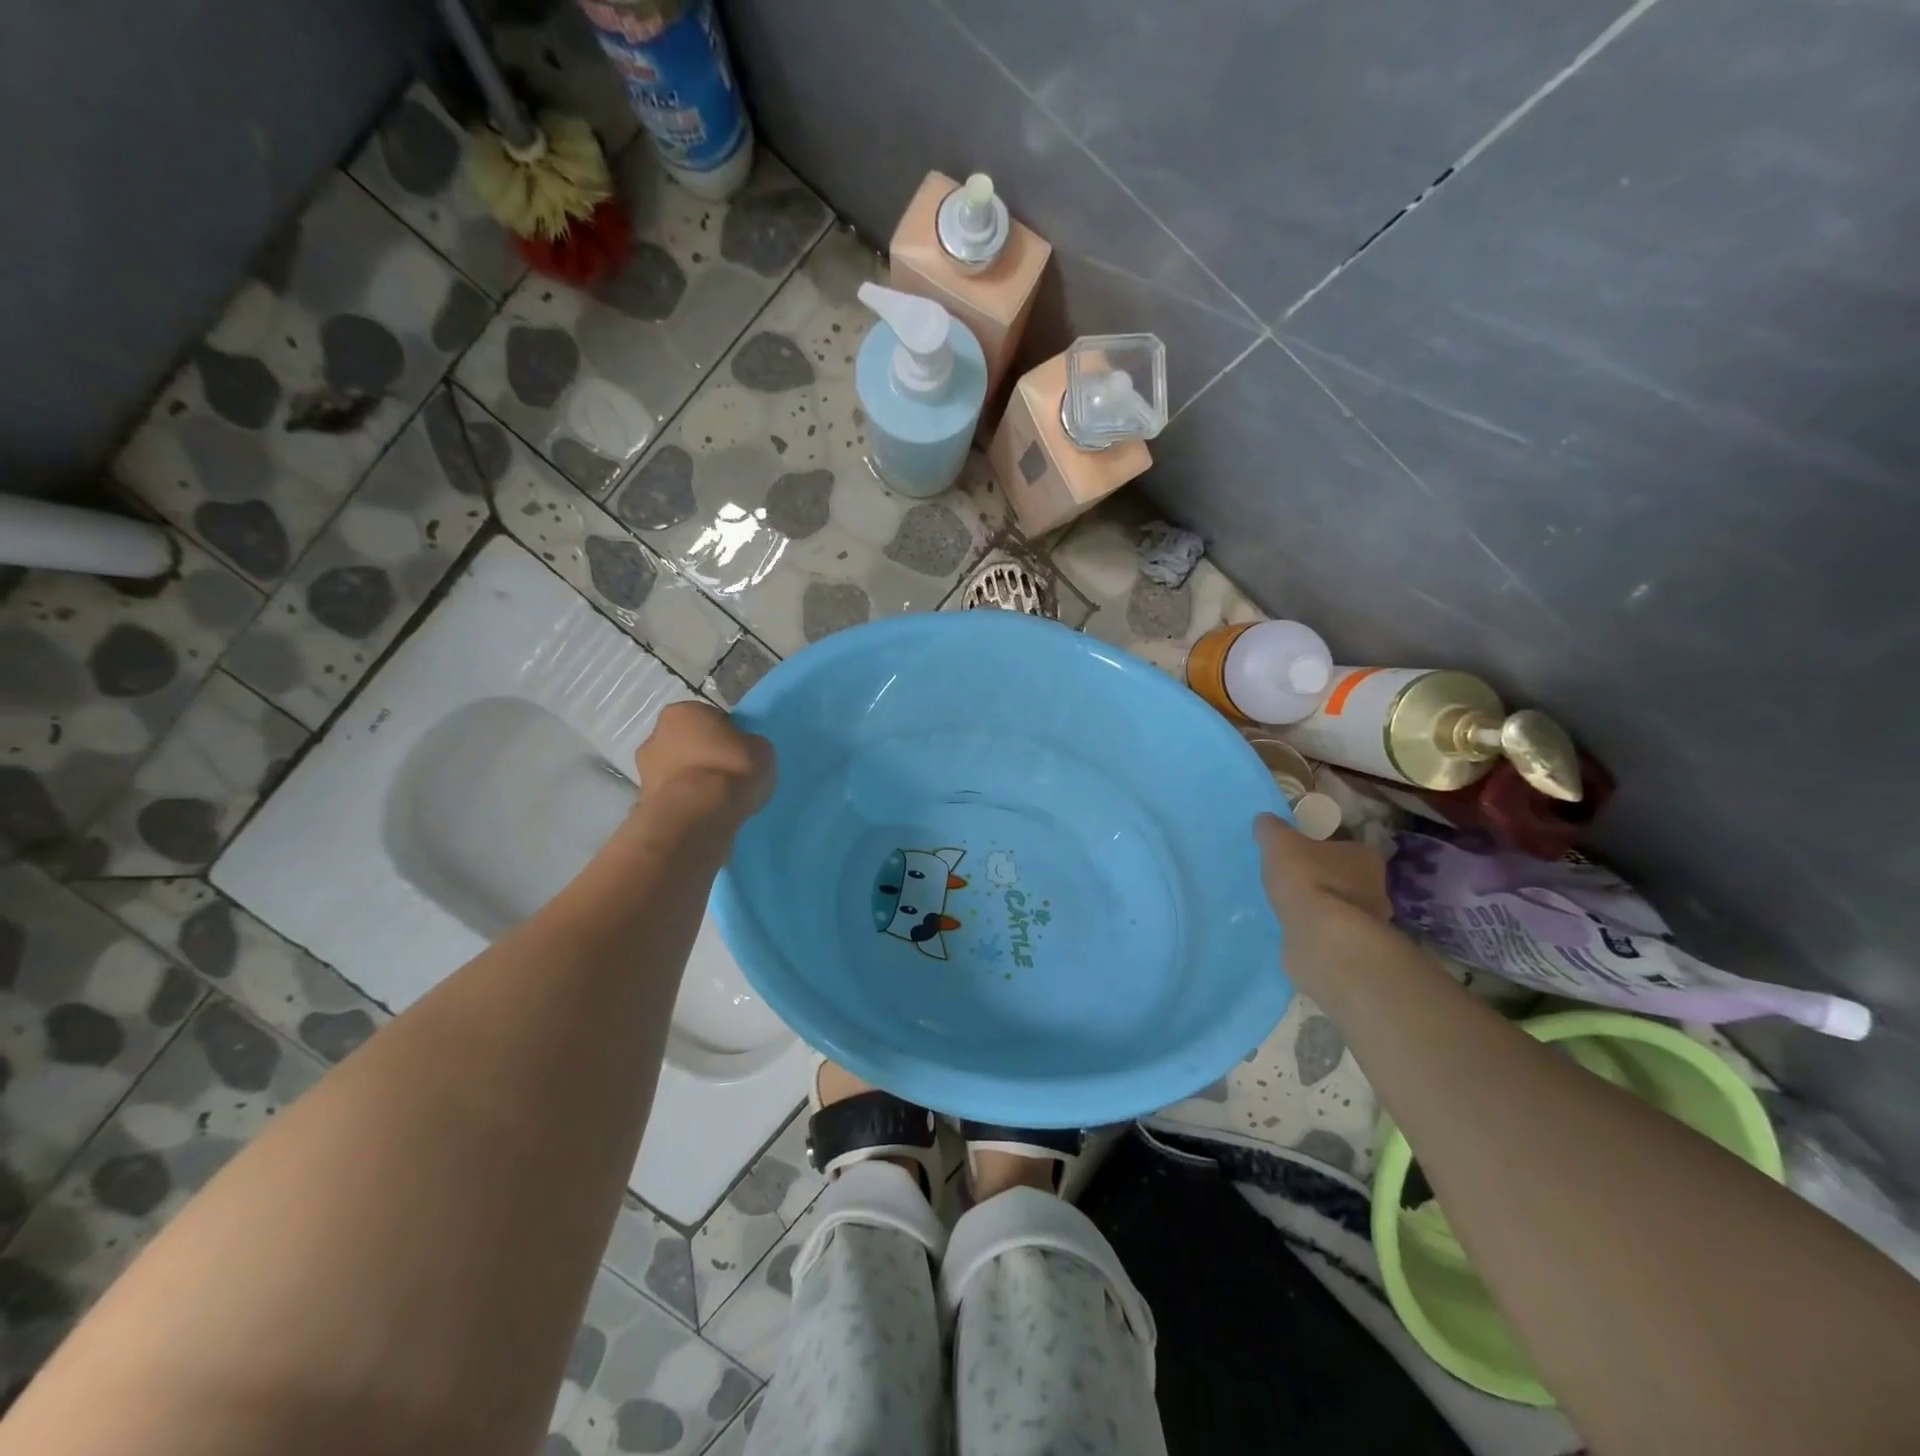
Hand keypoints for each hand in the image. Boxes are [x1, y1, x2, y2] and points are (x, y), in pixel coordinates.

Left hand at [635, 702, 775, 822]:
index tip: (741, 753)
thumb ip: (750, 745)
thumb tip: (744, 751)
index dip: (728, 735)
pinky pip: (672, 797)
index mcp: (684, 711)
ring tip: (717, 801)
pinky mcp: (643, 802)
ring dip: (692, 782)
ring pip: (677, 772)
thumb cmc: (731, 771)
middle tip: (728, 776)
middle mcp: (655, 734)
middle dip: (703, 757)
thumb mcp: (762, 750)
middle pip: (687, 743)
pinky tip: (705, 815)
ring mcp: (643, 770)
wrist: (696, 817)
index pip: (711, 718)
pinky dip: (685, 804)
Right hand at [1253, 813, 1390, 926]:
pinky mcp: (1357, 947)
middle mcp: (1377, 886)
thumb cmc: (1306, 878)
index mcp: (1364, 855)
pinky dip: (1319, 929)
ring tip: (1293, 907)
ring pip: (1342, 906)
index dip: (1321, 848)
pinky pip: (1334, 931)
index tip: (1299, 853)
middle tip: (1294, 880)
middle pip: (1346, 876)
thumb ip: (1272, 829)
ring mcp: (1372, 921)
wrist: (1322, 937)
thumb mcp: (1279, 842)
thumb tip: (1265, 821)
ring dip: (1323, 906)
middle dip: (1324, 878)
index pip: (1344, 845)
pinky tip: (1299, 929)